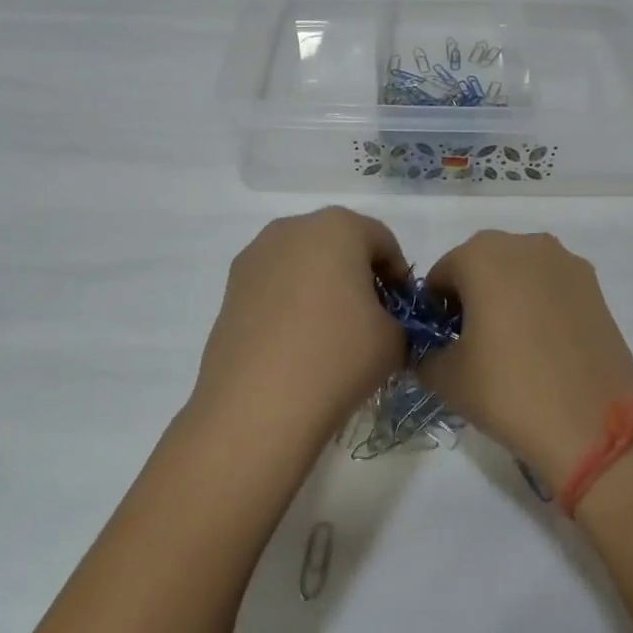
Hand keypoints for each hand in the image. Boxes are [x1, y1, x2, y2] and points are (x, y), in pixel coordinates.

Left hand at [190, 208, 408, 452]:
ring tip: (331, 335)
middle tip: (370, 321)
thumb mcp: (395, 340)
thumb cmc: (337, 356)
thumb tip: (382, 325)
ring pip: (303, 264)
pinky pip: (275, 286)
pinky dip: (291, 305)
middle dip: (358, 277)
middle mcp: (293, 228)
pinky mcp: (230, 289)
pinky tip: (297, 345)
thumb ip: (399, 321)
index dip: (398, 276)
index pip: (382, 241)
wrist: (256, 406)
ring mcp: (255, 256)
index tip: (402, 313)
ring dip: (322, 288)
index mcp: (338, 226)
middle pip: (339, 245)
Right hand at [424, 231, 632, 493]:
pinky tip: (544, 346)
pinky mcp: (594, 285)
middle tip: (473, 345)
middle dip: (472, 297)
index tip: (441, 344)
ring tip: (512, 346)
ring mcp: (565, 261)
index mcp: (481, 254)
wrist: (593, 423)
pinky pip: (551, 286)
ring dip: (507, 297)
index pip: (441, 275)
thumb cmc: (508, 390)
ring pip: (519, 272)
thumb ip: (424, 354)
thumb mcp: (445, 377)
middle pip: (482, 265)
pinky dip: (540, 305)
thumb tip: (430, 351)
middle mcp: (524, 244)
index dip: (434, 310)